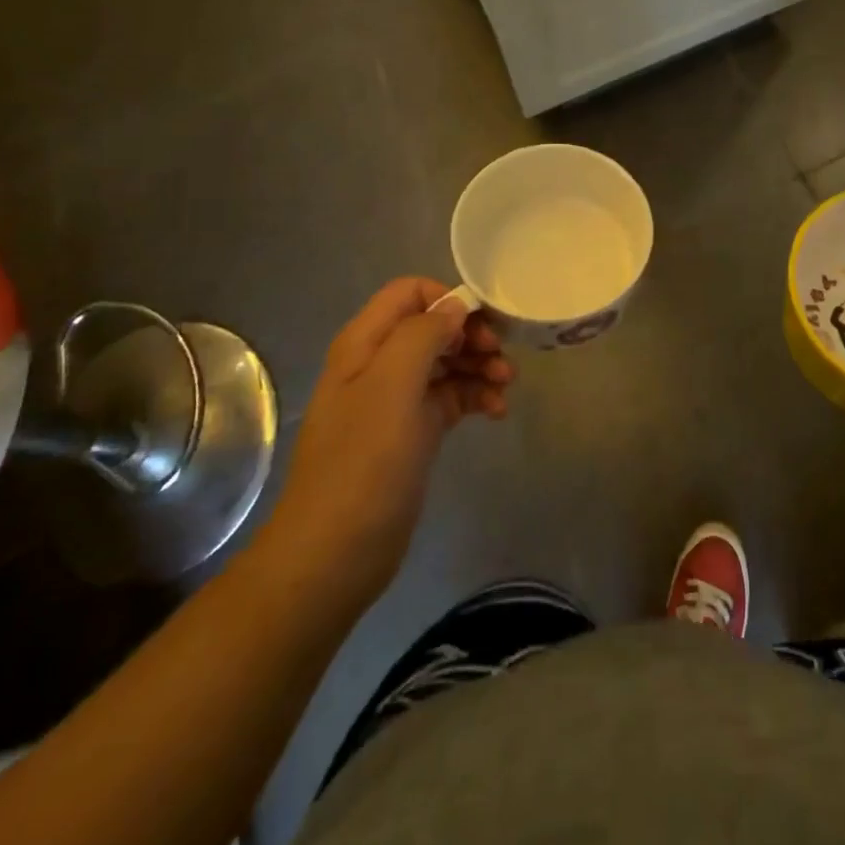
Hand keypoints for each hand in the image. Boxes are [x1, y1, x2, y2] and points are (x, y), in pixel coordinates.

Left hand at [258, 278, 513, 604]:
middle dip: (471, 334)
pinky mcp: (415, 430)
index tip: (481, 324)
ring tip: (506, 385)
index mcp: (365, 343)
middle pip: (434, 326)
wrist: (337, 552)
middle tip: (500, 356)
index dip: (447, 299)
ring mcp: (397, 399)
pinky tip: (497, 411)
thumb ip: (423, 334)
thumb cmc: (364, 462)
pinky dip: (476, 396)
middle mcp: (380, 363)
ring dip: (480, 365)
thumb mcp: (392, 386)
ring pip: (448, 361)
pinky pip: (452, 396)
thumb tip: (454, 306)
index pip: (410, 292)